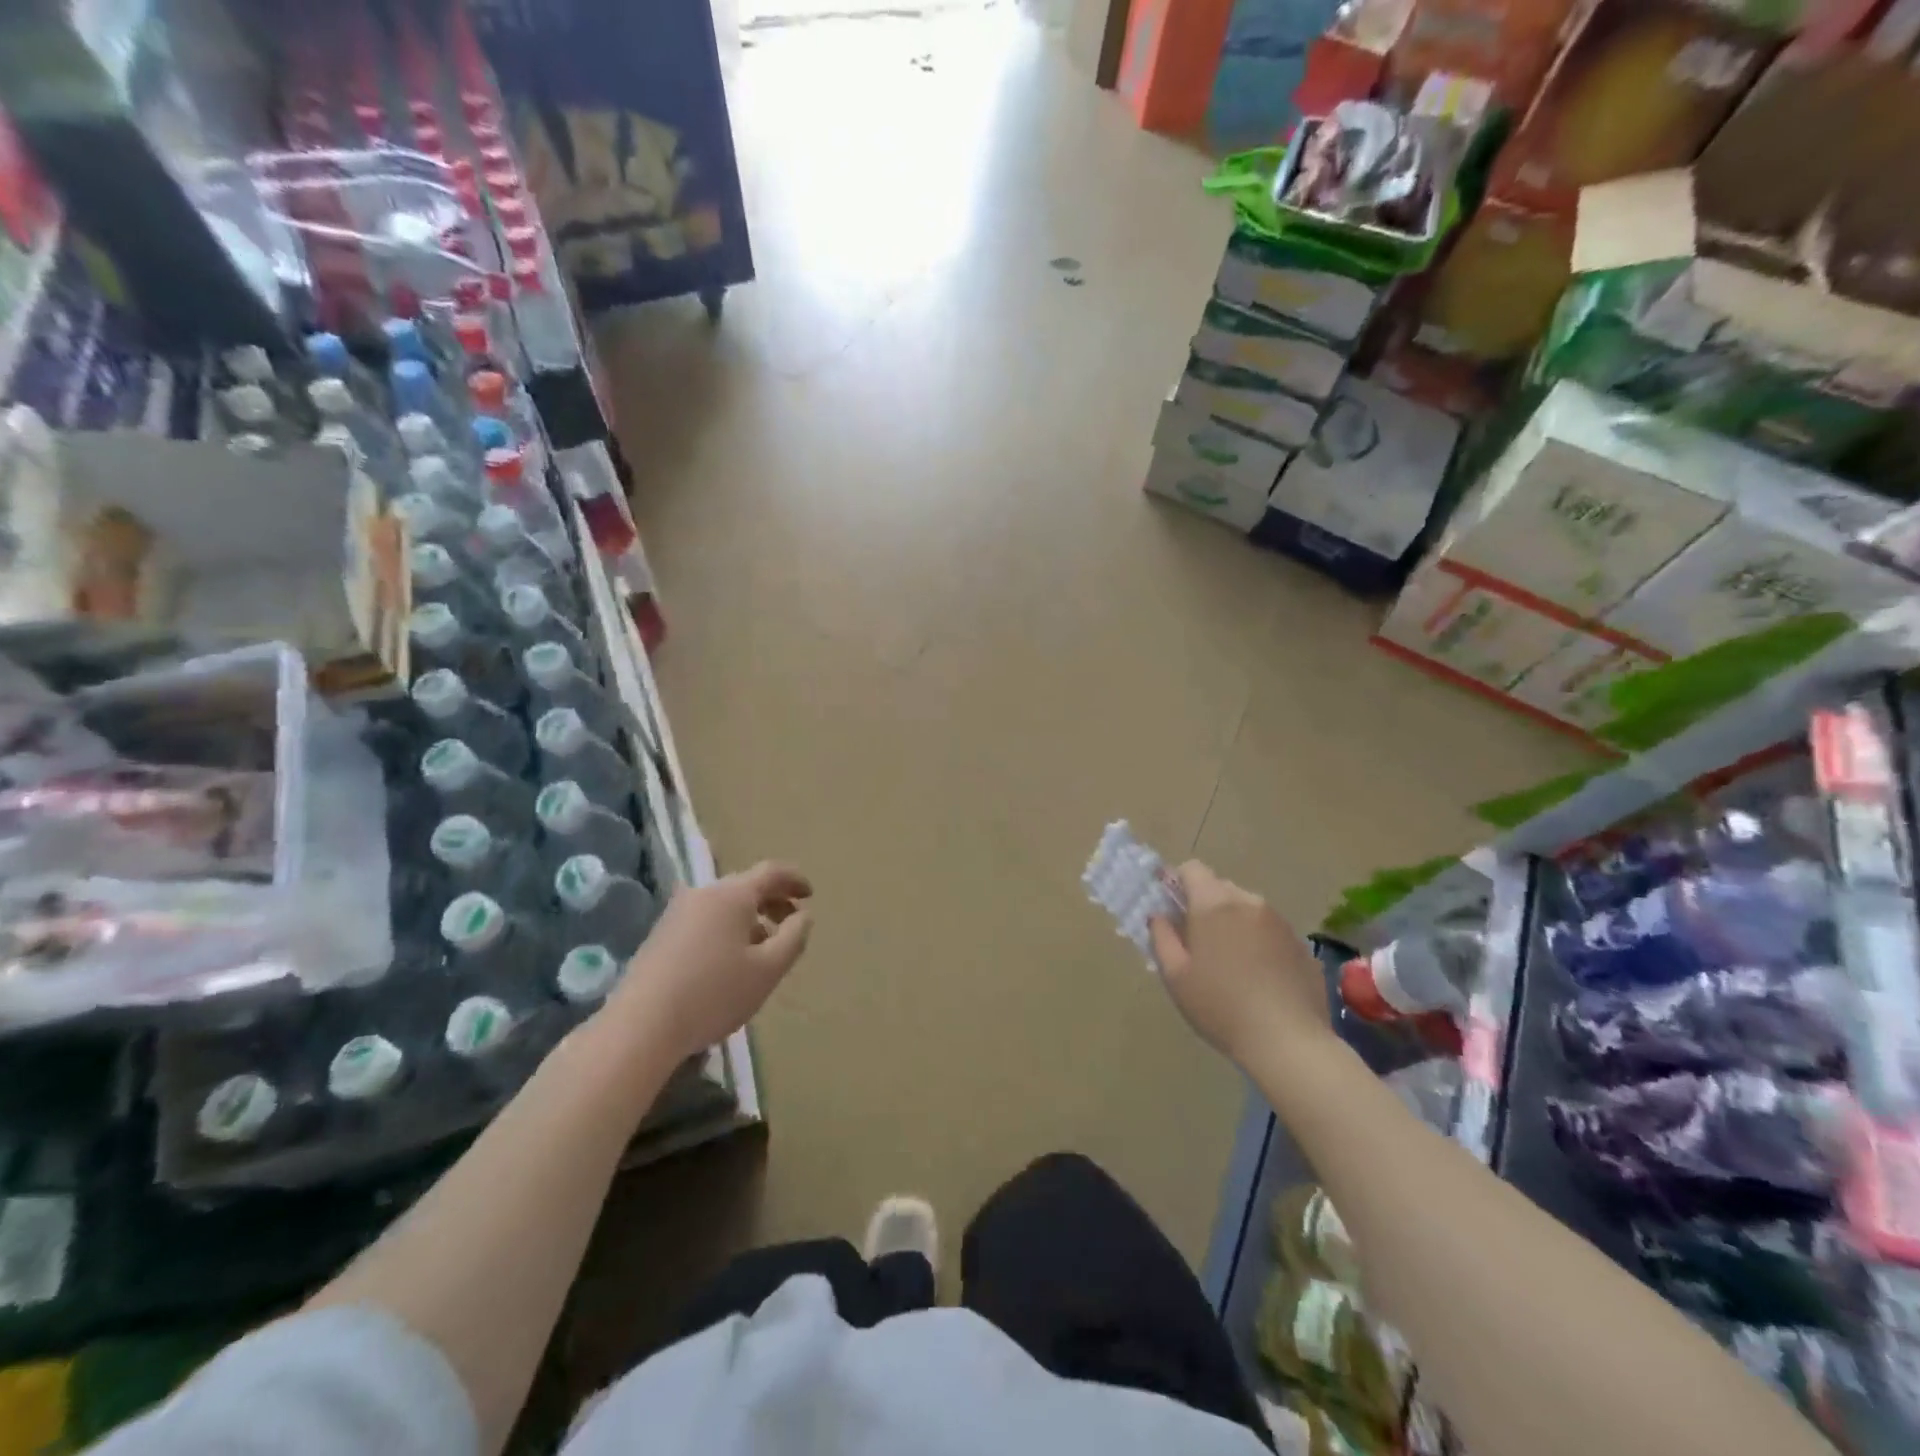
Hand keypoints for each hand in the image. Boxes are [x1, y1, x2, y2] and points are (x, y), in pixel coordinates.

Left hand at [608, 862, 812, 1062]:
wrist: (640, 1027)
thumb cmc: (714, 994)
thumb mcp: (768, 969)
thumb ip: (794, 937)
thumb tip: (802, 916)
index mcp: (732, 894)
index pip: (771, 871)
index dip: (795, 879)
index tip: (810, 895)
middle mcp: (703, 893)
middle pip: (746, 886)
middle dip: (773, 901)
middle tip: (792, 923)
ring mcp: (676, 913)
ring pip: (724, 905)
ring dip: (750, 918)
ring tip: (764, 949)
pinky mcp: (660, 935)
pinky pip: (705, 920)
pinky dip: (727, 929)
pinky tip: (730, 962)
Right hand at [1149, 861, 1328, 1067]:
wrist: (1288, 1042)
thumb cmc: (1220, 1006)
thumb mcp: (1175, 976)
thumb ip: (1161, 936)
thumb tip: (1158, 915)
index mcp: (1214, 904)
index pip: (1192, 869)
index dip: (1177, 884)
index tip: (1172, 911)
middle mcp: (1249, 902)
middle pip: (1220, 888)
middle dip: (1205, 906)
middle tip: (1197, 943)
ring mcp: (1280, 922)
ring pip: (1247, 909)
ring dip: (1233, 923)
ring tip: (1230, 964)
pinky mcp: (1301, 944)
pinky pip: (1270, 931)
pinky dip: (1259, 942)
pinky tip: (1258, 978)